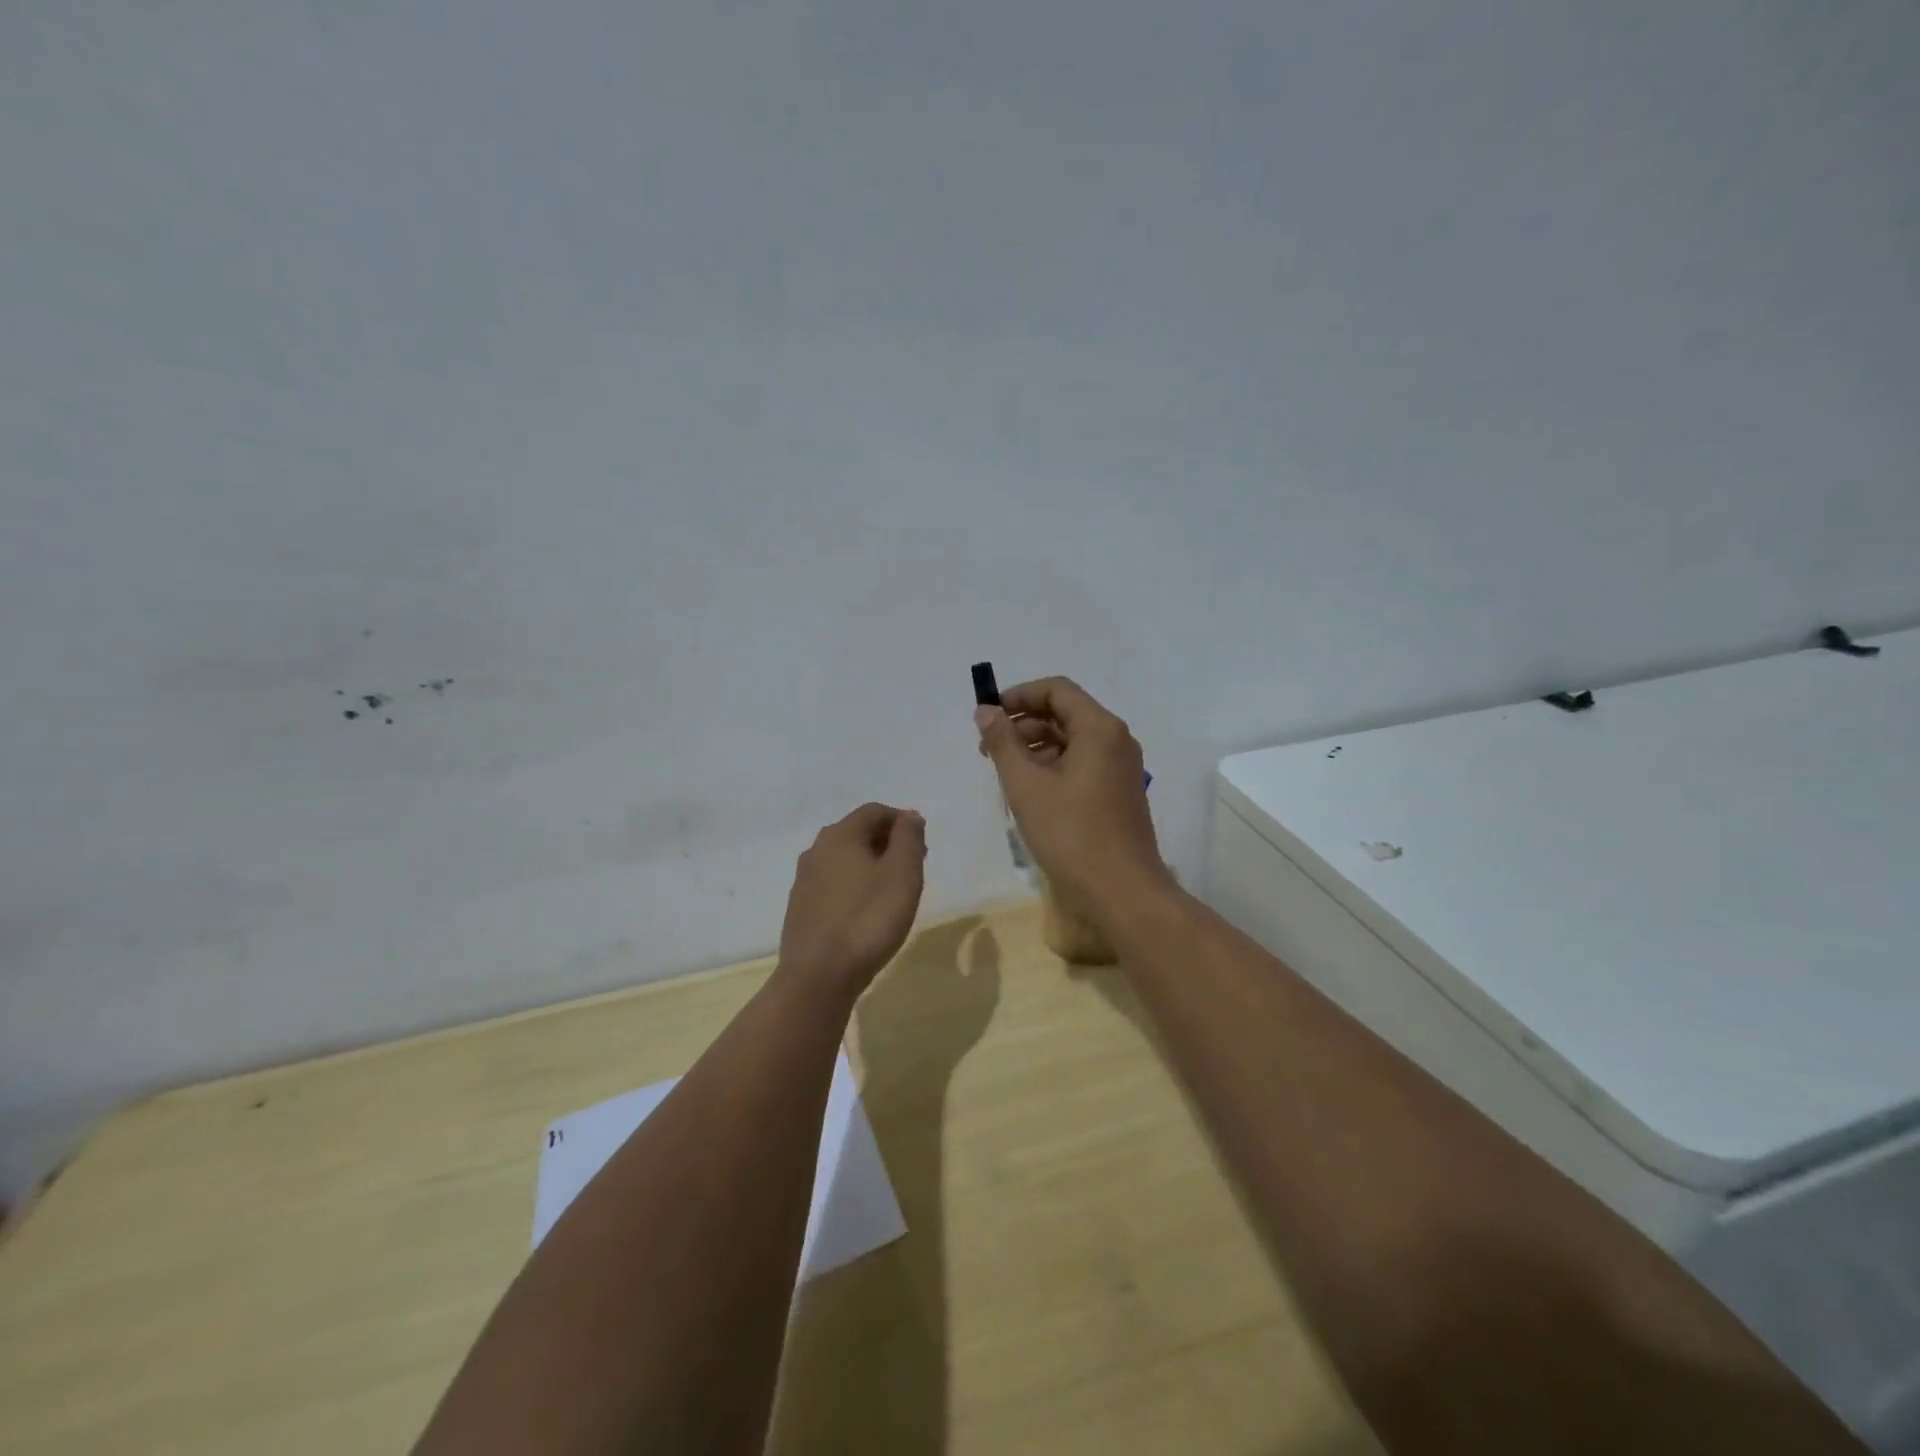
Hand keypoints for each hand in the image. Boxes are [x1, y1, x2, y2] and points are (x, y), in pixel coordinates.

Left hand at [779, 802, 926, 996]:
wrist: (819, 976)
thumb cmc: (869, 919)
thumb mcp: (902, 874)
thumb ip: (909, 839)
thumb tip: (909, 816)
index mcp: (840, 835)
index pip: (874, 811)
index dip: (901, 820)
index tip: (923, 841)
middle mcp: (816, 850)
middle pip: (856, 832)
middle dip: (887, 841)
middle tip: (913, 864)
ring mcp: (804, 880)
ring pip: (843, 859)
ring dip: (870, 864)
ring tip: (893, 889)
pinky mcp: (800, 908)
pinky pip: (832, 883)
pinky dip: (853, 885)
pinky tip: (866, 909)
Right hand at [975, 677, 1172, 920]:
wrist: (1122, 890)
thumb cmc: (1071, 833)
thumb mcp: (1026, 785)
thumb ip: (1002, 742)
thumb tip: (985, 711)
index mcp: (1100, 728)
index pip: (1057, 690)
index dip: (1019, 695)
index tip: (988, 715)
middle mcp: (1116, 740)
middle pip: (1065, 713)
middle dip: (1023, 724)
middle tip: (988, 749)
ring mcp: (1121, 767)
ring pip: (1072, 741)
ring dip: (1035, 747)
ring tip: (1004, 773)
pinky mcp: (1118, 792)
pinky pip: (1082, 763)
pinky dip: (1053, 766)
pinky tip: (1029, 791)